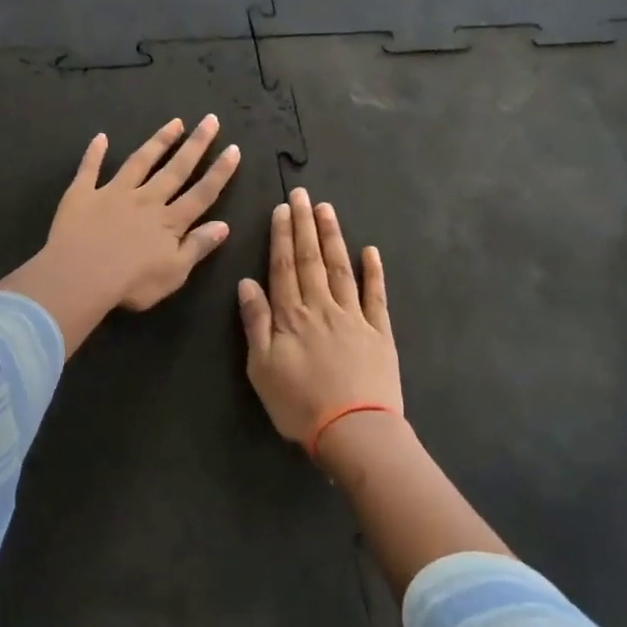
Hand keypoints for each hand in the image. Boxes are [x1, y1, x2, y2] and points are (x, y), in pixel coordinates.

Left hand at [0, 116, 241, 354]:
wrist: (81, 276)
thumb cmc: (132, 283)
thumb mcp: (174, 273)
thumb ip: (198, 246)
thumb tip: (224, 225)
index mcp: (169, 222)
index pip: (201, 193)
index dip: (219, 172)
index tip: (233, 149)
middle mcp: (146, 200)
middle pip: (175, 169)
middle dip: (195, 145)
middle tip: (210, 120)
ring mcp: (113, 193)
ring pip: (140, 162)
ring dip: (158, 141)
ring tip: (174, 123)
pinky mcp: (83, 194)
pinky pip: (89, 169)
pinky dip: (94, 153)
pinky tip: (100, 137)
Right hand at [238, 189, 401, 449]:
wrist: (355, 432)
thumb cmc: (299, 405)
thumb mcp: (261, 368)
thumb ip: (255, 323)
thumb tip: (246, 282)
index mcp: (291, 315)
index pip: (283, 266)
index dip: (282, 235)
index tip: (283, 208)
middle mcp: (321, 307)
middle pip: (311, 259)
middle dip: (306, 225)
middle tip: (304, 195)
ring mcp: (353, 317)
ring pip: (341, 268)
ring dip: (333, 237)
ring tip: (328, 210)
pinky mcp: (379, 332)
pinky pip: (376, 295)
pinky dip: (374, 272)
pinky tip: (371, 251)